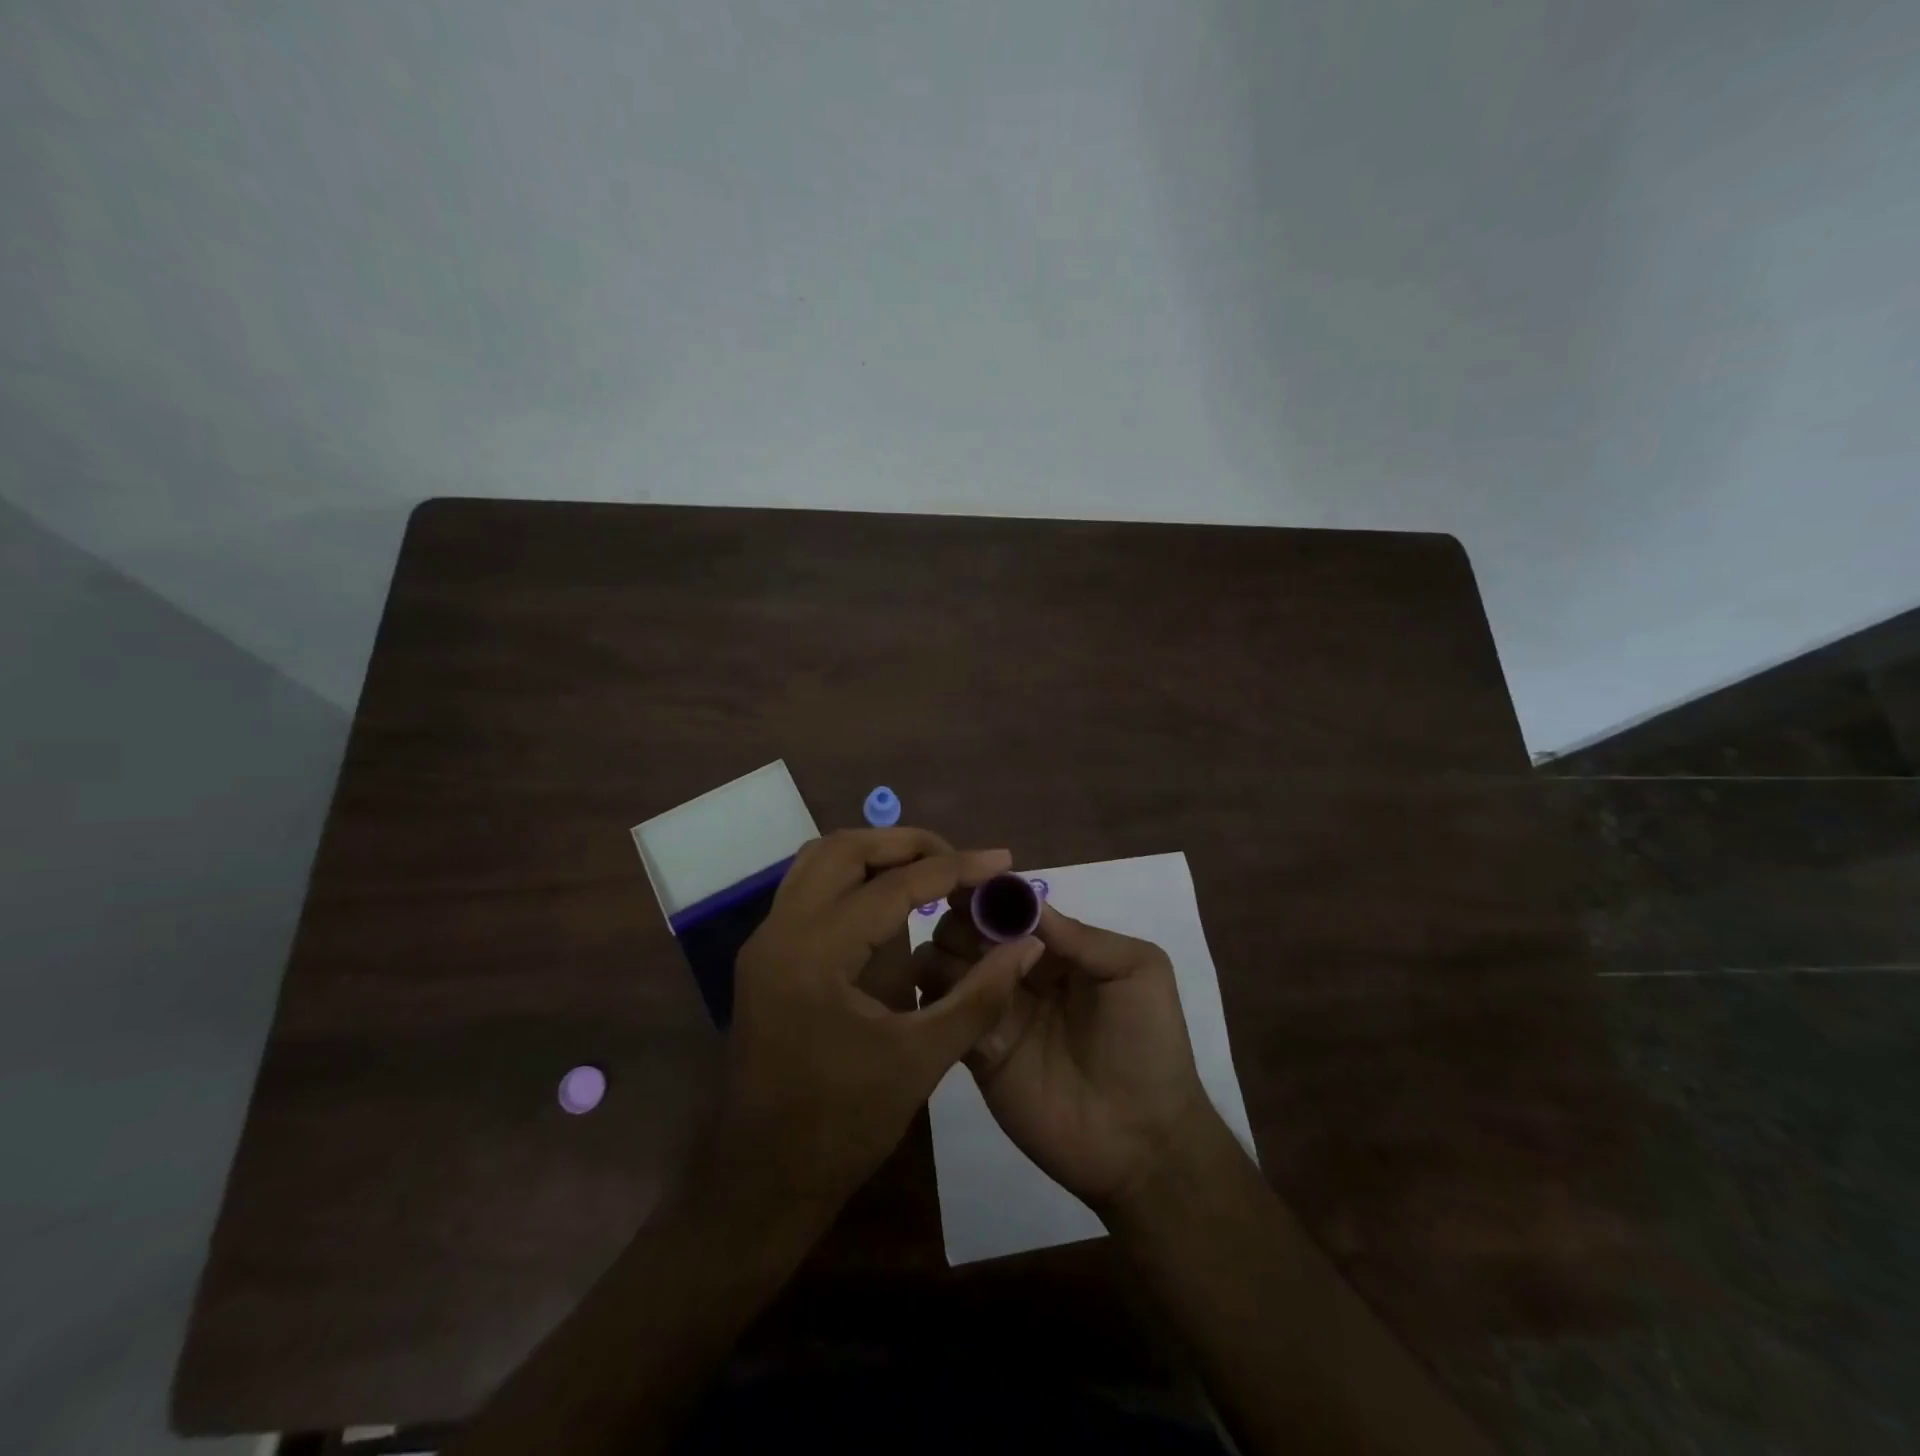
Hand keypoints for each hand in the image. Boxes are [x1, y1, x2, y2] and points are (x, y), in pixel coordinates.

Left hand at [714, 829, 1043, 1221]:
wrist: (760, 1183)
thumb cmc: (842, 1127)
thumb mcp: (921, 1060)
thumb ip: (979, 995)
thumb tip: (1028, 944)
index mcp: (814, 953)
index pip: (893, 886)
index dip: (955, 868)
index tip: (1003, 861)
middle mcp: (780, 931)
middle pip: (845, 850)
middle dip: (908, 845)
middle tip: (962, 861)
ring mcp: (765, 941)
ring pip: (820, 861)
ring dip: (875, 854)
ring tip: (930, 870)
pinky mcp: (765, 957)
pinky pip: (808, 889)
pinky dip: (851, 879)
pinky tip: (890, 903)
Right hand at [913, 899, 1216, 1215]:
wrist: (1142, 1140)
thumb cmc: (1148, 1044)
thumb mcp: (1138, 971)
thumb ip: (1082, 936)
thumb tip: (1022, 901)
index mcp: (1057, 948)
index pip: (1009, 908)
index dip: (987, 894)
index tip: (965, 886)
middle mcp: (1019, 972)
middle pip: (968, 931)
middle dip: (961, 924)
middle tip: (971, 940)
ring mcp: (995, 1012)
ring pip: (945, 967)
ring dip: (944, 959)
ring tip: (967, 975)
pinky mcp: (976, 1053)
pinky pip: (944, 1015)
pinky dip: (937, 1000)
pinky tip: (949, 1000)